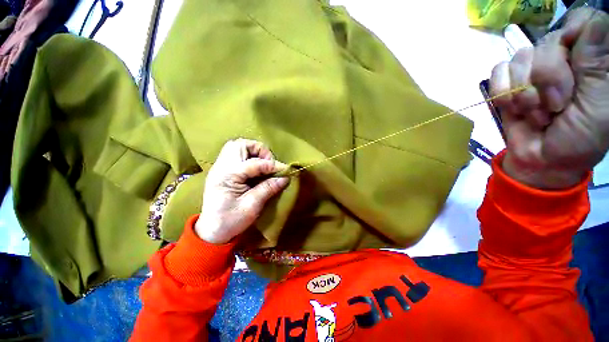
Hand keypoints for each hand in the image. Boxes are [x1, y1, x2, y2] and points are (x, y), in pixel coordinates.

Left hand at [195, 139, 289, 243]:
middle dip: (259, 151)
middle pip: (240, 144)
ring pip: (236, 146)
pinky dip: (248, 156)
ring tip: (263, 164)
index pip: (255, 163)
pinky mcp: (222, 170)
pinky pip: (235, 154)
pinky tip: (254, 168)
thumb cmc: (230, 221)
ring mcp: (220, 167)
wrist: (212, 230)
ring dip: (253, 151)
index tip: (286, 170)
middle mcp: (221, 167)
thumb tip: (285, 177)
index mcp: (228, 176)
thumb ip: (268, 189)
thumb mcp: (252, 206)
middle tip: (269, 164)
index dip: (273, 165)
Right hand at [490, 8, 608, 188]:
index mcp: (591, 61)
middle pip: (548, 42)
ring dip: (524, 91)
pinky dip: (502, 91)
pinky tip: (512, 107)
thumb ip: (597, 64)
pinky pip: (497, 71)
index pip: (582, 22)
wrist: (541, 160)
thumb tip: (589, 24)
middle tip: (554, 107)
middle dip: (547, 78)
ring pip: (521, 57)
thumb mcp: (598, 105)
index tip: (574, 67)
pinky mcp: (508, 83)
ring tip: (535, 113)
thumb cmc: (578, 139)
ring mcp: (532, 70)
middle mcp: (563, 58)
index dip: (574, 37)